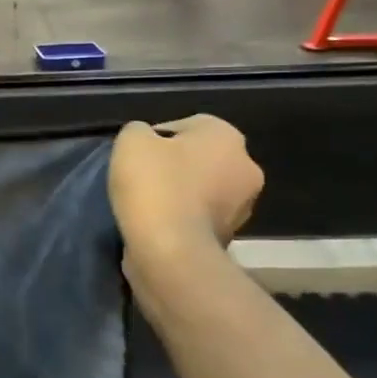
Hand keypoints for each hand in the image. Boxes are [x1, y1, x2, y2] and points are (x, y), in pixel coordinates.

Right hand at [109, 117, 262, 258]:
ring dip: (180, 194)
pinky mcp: (230, 237)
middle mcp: (245, 167)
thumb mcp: (131, 141)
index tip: (135, 157)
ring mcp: (242, 207)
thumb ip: (139, 131)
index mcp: (226, 136)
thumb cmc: (154, 185)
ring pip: (202, 190)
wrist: (170, 250)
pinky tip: (157, 225)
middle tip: (141, 179)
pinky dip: (181, 219)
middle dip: (173, 167)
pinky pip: (199, 218)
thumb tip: (147, 140)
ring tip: (147, 205)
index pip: (185, 126)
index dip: (155, 140)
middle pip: (199, 159)